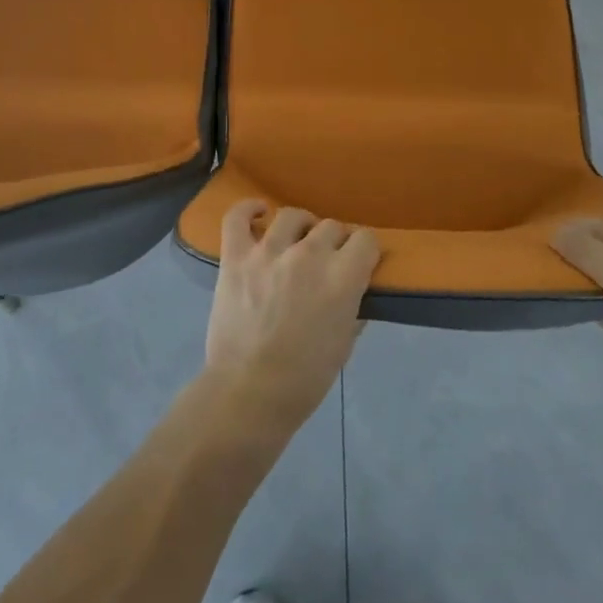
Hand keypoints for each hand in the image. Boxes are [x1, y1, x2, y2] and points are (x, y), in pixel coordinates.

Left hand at [202, 201, 380, 434]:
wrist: (249, 394)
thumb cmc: (304, 379)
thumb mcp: (344, 345)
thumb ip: (352, 309)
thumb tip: (352, 290)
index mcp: (342, 277)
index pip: (366, 239)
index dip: (365, 251)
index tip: (360, 263)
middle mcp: (308, 254)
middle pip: (331, 227)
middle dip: (335, 243)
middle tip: (327, 262)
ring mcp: (268, 252)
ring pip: (293, 216)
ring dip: (301, 227)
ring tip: (298, 240)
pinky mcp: (236, 256)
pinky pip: (238, 217)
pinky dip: (248, 209)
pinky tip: (259, 212)